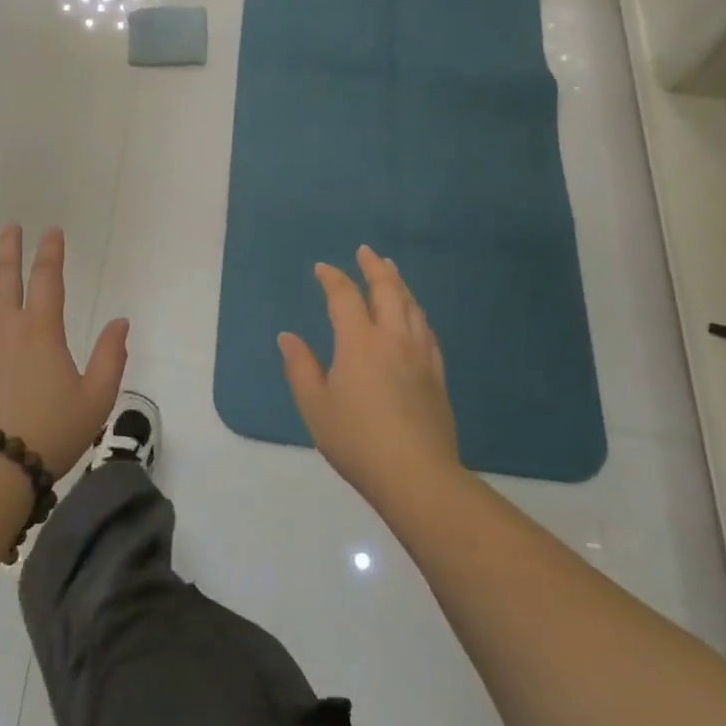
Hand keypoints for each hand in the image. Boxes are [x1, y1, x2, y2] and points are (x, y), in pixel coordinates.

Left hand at [0, 226, 129, 479]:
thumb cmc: (51, 432)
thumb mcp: (96, 399)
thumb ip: (111, 357)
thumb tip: (120, 322)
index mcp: (41, 329)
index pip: (48, 278)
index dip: (51, 251)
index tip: (52, 230)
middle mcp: (4, 324)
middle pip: (5, 275)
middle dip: (10, 247)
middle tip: (10, 226)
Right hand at [279, 245, 460, 502]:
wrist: (416, 474)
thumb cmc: (356, 439)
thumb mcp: (315, 405)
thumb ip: (300, 367)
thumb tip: (288, 337)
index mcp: (359, 342)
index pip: (344, 297)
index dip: (333, 278)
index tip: (322, 268)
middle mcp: (393, 339)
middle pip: (387, 291)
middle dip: (374, 268)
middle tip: (366, 252)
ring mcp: (420, 355)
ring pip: (412, 307)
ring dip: (399, 284)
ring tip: (391, 272)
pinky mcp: (437, 374)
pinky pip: (427, 330)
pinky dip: (416, 312)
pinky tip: (414, 315)